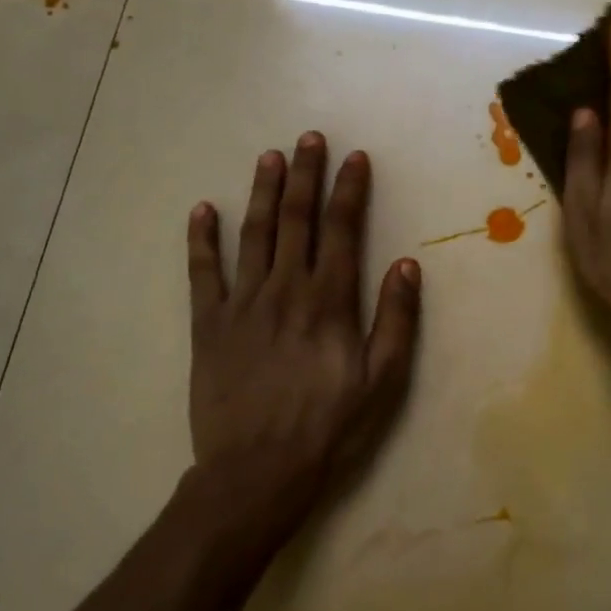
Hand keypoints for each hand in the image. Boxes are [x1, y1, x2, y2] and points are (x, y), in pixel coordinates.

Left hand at [187, 133, 420, 533]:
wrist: (256, 472)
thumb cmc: (329, 429)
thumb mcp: (382, 383)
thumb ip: (397, 321)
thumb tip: (407, 264)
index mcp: (330, 302)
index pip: (342, 231)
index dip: (349, 191)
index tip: (354, 158)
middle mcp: (285, 290)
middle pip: (296, 220)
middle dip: (305, 175)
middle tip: (309, 139)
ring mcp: (242, 304)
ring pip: (254, 234)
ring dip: (262, 192)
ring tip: (269, 157)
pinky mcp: (208, 325)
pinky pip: (203, 272)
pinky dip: (202, 239)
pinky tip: (204, 210)